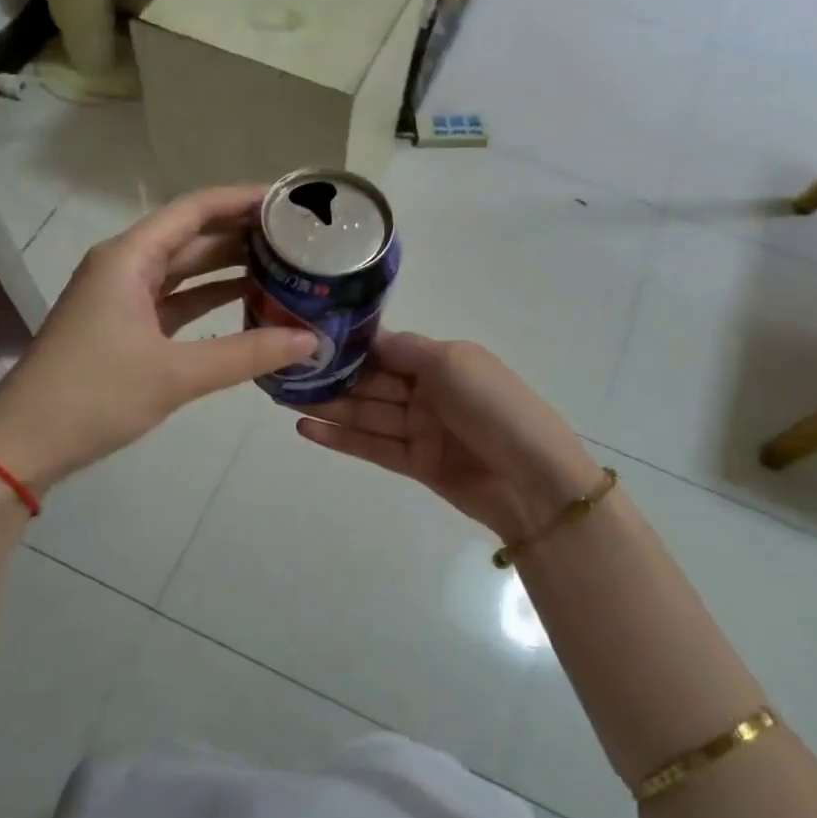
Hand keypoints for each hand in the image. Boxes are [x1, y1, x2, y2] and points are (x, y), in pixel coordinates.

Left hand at [0, 187, 316, 491]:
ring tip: (283, 264)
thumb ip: (247, 354)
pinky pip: (174, 300)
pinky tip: (246, 304)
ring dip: (227, 267)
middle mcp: (125, 266)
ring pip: (184, 270)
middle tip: (298, 236)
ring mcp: (121, 297)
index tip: (288, 200)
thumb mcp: (176, 374)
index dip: (241, 200)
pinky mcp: (123, 327)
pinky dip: (208, 300)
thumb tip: (311, 341)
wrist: (24, 443)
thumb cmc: (95, 395)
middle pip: (191, 236)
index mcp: (129, 258)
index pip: (195, 210)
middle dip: (241, 233)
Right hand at [295, 332, 601, 539]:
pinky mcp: (415, 463)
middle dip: (332, 376)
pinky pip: (372, 446)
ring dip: (328, 406)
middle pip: (371, 381)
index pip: (386, 348)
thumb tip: (367, 337)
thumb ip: (404, 349)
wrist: (534, 480)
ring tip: (284, 399)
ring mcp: (421, 429)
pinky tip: (306, 428)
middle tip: (283, 372)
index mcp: (442, 360)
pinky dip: (340, 438)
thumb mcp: (452, 362)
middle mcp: (428, 391)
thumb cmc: (494, 407)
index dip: (350, 345)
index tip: (308, 338)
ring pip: (366, 413)